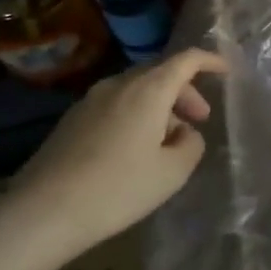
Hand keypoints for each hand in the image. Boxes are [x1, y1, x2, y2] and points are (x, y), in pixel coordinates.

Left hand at [12, 49, 227, 254]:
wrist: (45, 209)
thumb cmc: (118, 188)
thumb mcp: (171, 173)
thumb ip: (190, 145)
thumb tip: (185, 132)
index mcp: (148, 90)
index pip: (185, 60)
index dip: (209, 61)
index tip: (225, 72)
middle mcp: (119, 84)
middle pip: (159, 73)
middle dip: (184, 92)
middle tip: (199, 120)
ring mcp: (91, 99)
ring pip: (136, 90)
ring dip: (158, 106)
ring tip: (167, 141)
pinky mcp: (72, 118)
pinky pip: (115, 105)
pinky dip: (135, 115)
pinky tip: (133, 149)